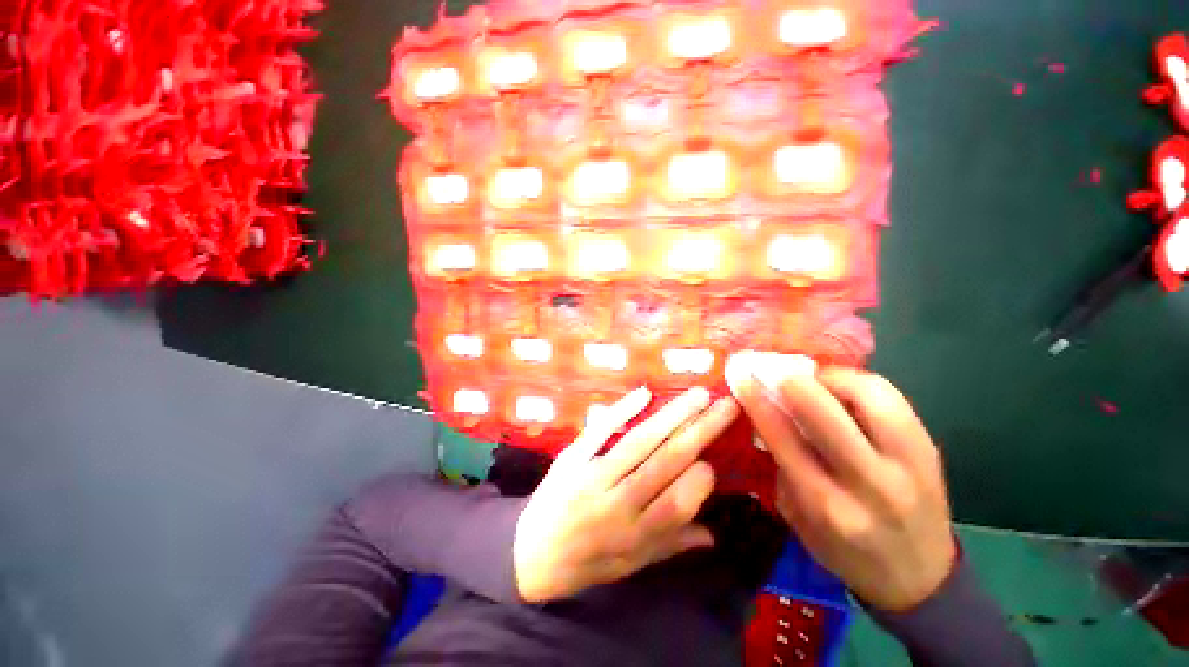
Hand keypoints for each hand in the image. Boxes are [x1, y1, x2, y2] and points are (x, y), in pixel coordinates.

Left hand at [513, 386, 738, 602]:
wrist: (529, 554)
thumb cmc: (587, 562)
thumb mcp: (631, 565)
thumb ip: (671, 545)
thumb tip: (713, 534)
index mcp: (636, 534)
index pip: (678, 502)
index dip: (700, 479)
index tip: (711, 462)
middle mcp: (618, 503)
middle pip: (666, 461)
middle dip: (700, 431)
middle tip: (725, 405)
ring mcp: (593, 476)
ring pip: (640, 441)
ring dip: (672, 415)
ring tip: (698, 395)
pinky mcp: (573, 457)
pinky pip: (600, 430)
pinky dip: (622, 410)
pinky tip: (645, 393)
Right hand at [726, 353, 956, 611]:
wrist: (920, 579)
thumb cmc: (845, 552)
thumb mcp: (799, 519)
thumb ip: (782, 466)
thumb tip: (768, 416)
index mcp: (827, 506)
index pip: (783, 438)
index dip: (758, 401)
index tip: (743, 378)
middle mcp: (869, 483)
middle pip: (825, 413)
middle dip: (792, 382)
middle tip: (776, 372)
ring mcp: (908, 464)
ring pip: (868, 395)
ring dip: (831, 378)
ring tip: (814, 379)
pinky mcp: (929, 449)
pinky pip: (892, 399)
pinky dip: (859, 384)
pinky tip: (843, 389)